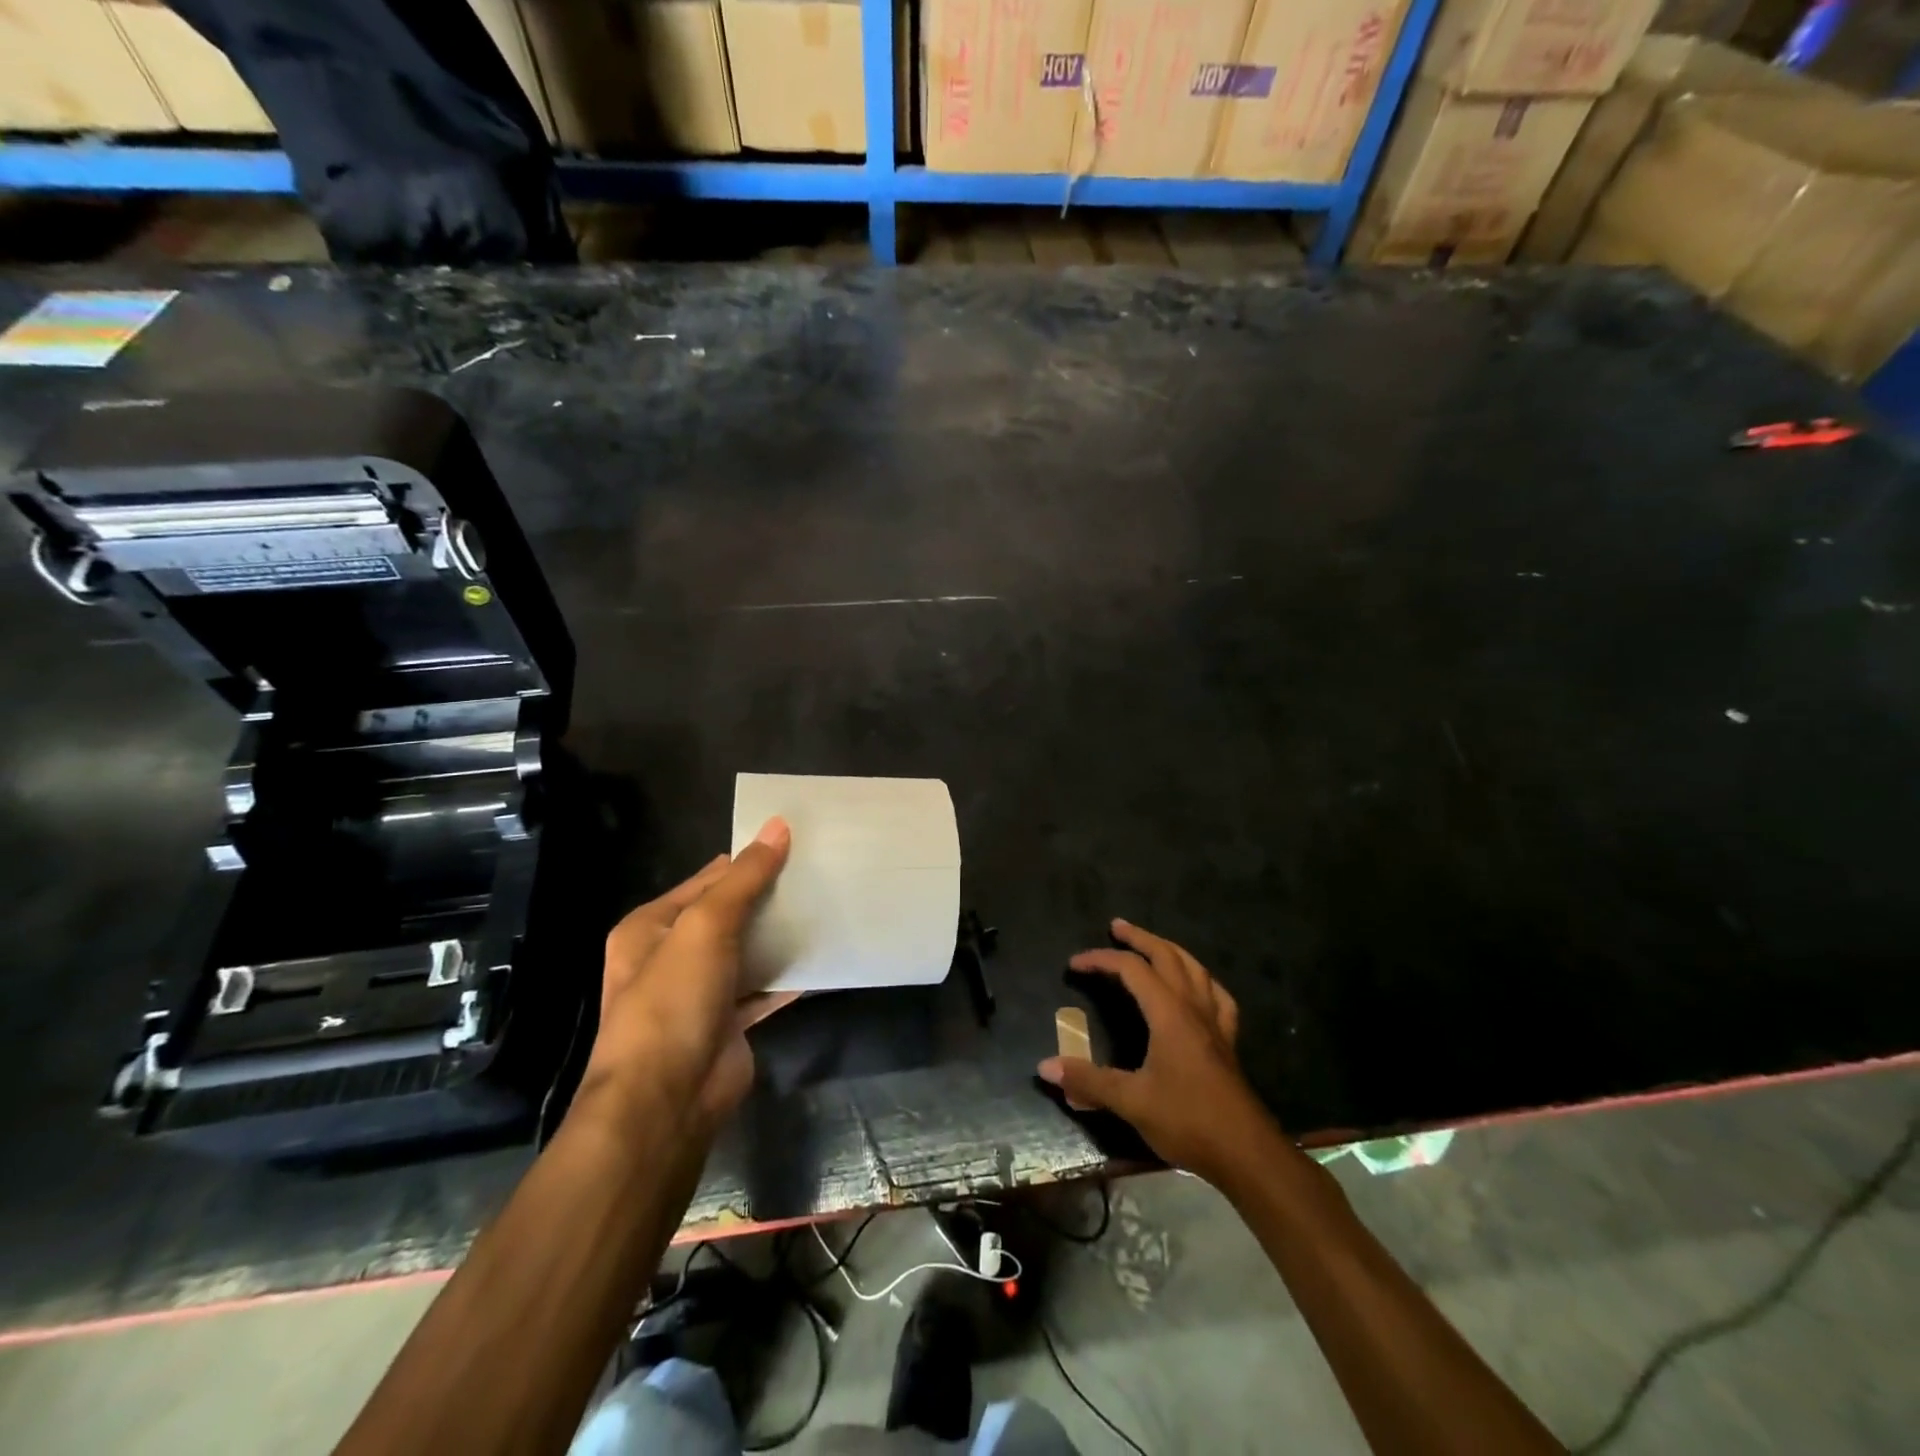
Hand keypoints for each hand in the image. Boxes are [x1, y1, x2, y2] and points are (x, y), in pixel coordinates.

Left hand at [581, 817, 795, 1133]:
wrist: (665, 1102)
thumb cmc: (673, 1002)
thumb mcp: (705, 927)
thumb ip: (745, 879)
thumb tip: (778, 827)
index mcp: (651, 928)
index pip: (707, 880)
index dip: (747, 862)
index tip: (794, 845)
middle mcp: (672, 956)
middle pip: (729, 915)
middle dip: (768, 897)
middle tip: (819, 874)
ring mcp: (700, 992)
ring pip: (748, 951)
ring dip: (780, 935)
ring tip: (827, 907)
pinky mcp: (728, 1023)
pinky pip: (763, 989)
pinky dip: (788, 976)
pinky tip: (823, 958)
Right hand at [1038, 919, 1267, 1180]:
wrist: (1246, 1153)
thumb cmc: (1187, 1120)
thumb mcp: (1131, 1102)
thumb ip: (1088, 1081)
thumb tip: (1044, 1067)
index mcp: (1169, 1013)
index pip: (1131, 969)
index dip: (1101, 960)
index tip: (1074, 964)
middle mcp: (1193, 1007)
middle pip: (1167, 956)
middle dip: (1140, 938)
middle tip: (1117, 926)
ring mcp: (1215, 1023)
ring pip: (1195, 969)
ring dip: (1170, 950)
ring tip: (1153, 945)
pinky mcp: (1228, 1042)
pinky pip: (1218, 997)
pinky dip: (1203, 981)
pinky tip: (1199, 986)